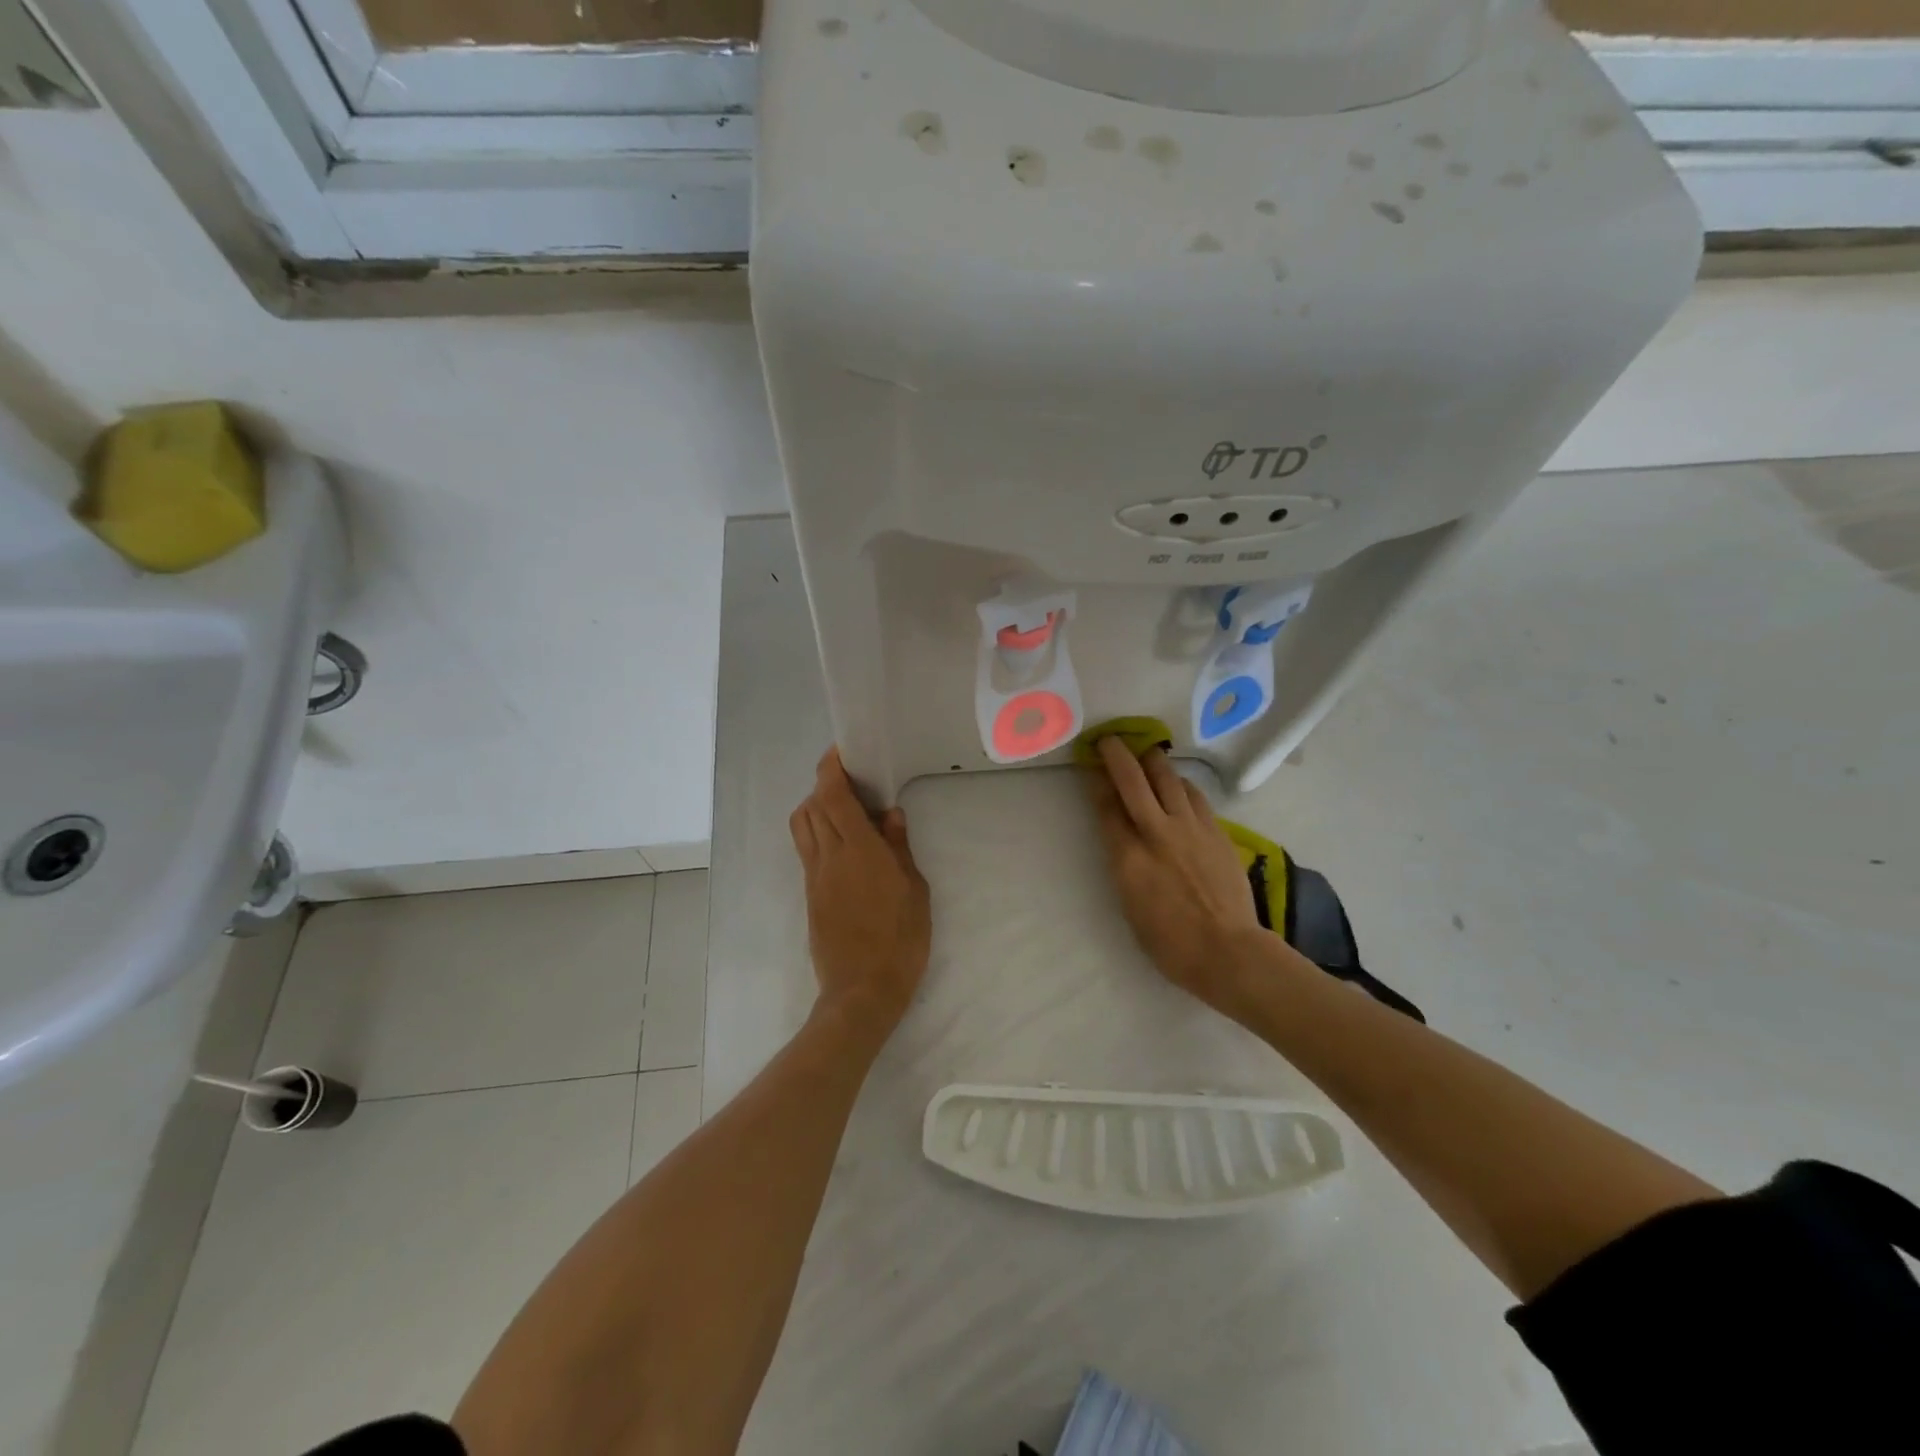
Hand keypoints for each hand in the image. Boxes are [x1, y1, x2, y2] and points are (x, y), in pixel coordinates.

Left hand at [789, 748, 931, 1039]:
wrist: (862, 990)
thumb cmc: (900, 940)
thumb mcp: (914, 891)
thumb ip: (899, 847)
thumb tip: (889, 814)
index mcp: (858, 850)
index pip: (833, 796)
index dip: (831, 768)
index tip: (841, 752)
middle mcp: (829, 856)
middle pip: (811, 805)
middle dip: (824, 783)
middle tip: (851, 780)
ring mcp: (814, 876)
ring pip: (802, 825)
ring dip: (815, 806)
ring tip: (843, 809)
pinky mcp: (809, 893)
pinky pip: (806, 849)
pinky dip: (817, 831)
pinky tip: (842, 842)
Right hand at [1084, 738, 1267, 1017]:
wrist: (1228, 951)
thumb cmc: (1170, 943)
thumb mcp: (1130, 905)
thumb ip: (1123, 863)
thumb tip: (1121, 836)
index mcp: (1127, 857)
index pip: (1105, 806)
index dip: (1095, 782)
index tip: (1090, 766)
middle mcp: (1156, 832)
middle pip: (1132, 780)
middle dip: (1117, 755)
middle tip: (1110, 739)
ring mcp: (1190, 828)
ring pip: (1168, 779)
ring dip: (1152, 761)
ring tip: (1146, 753)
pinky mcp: (1216, 831)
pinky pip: (1194, 795)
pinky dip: (1180, 783)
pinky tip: (1178, 783)